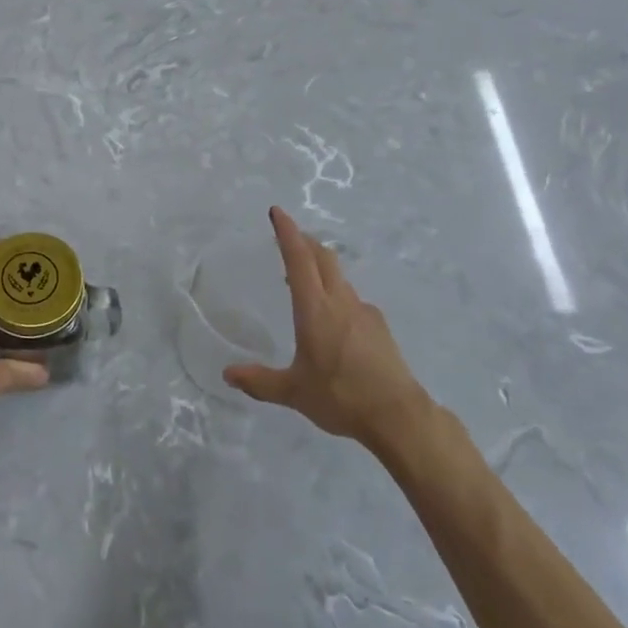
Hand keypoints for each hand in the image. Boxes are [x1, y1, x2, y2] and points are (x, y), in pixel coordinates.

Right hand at [224, 207, 429, 442]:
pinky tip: (332, 317)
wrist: (399, 415)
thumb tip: (228, 374)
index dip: (287, 233)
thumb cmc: (341, 397)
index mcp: (315, 310)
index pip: (299, 260)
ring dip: (320, 267)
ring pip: (339, 277)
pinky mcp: (379, 328)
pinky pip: (352, 299)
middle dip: (304, 241)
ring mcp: (364, 312)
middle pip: (323, 259)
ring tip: (304, 278)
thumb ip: (259, 381)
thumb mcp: (293, 391)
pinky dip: (335, 293)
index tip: (277, 212)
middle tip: (288, 236)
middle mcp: (341, 302)